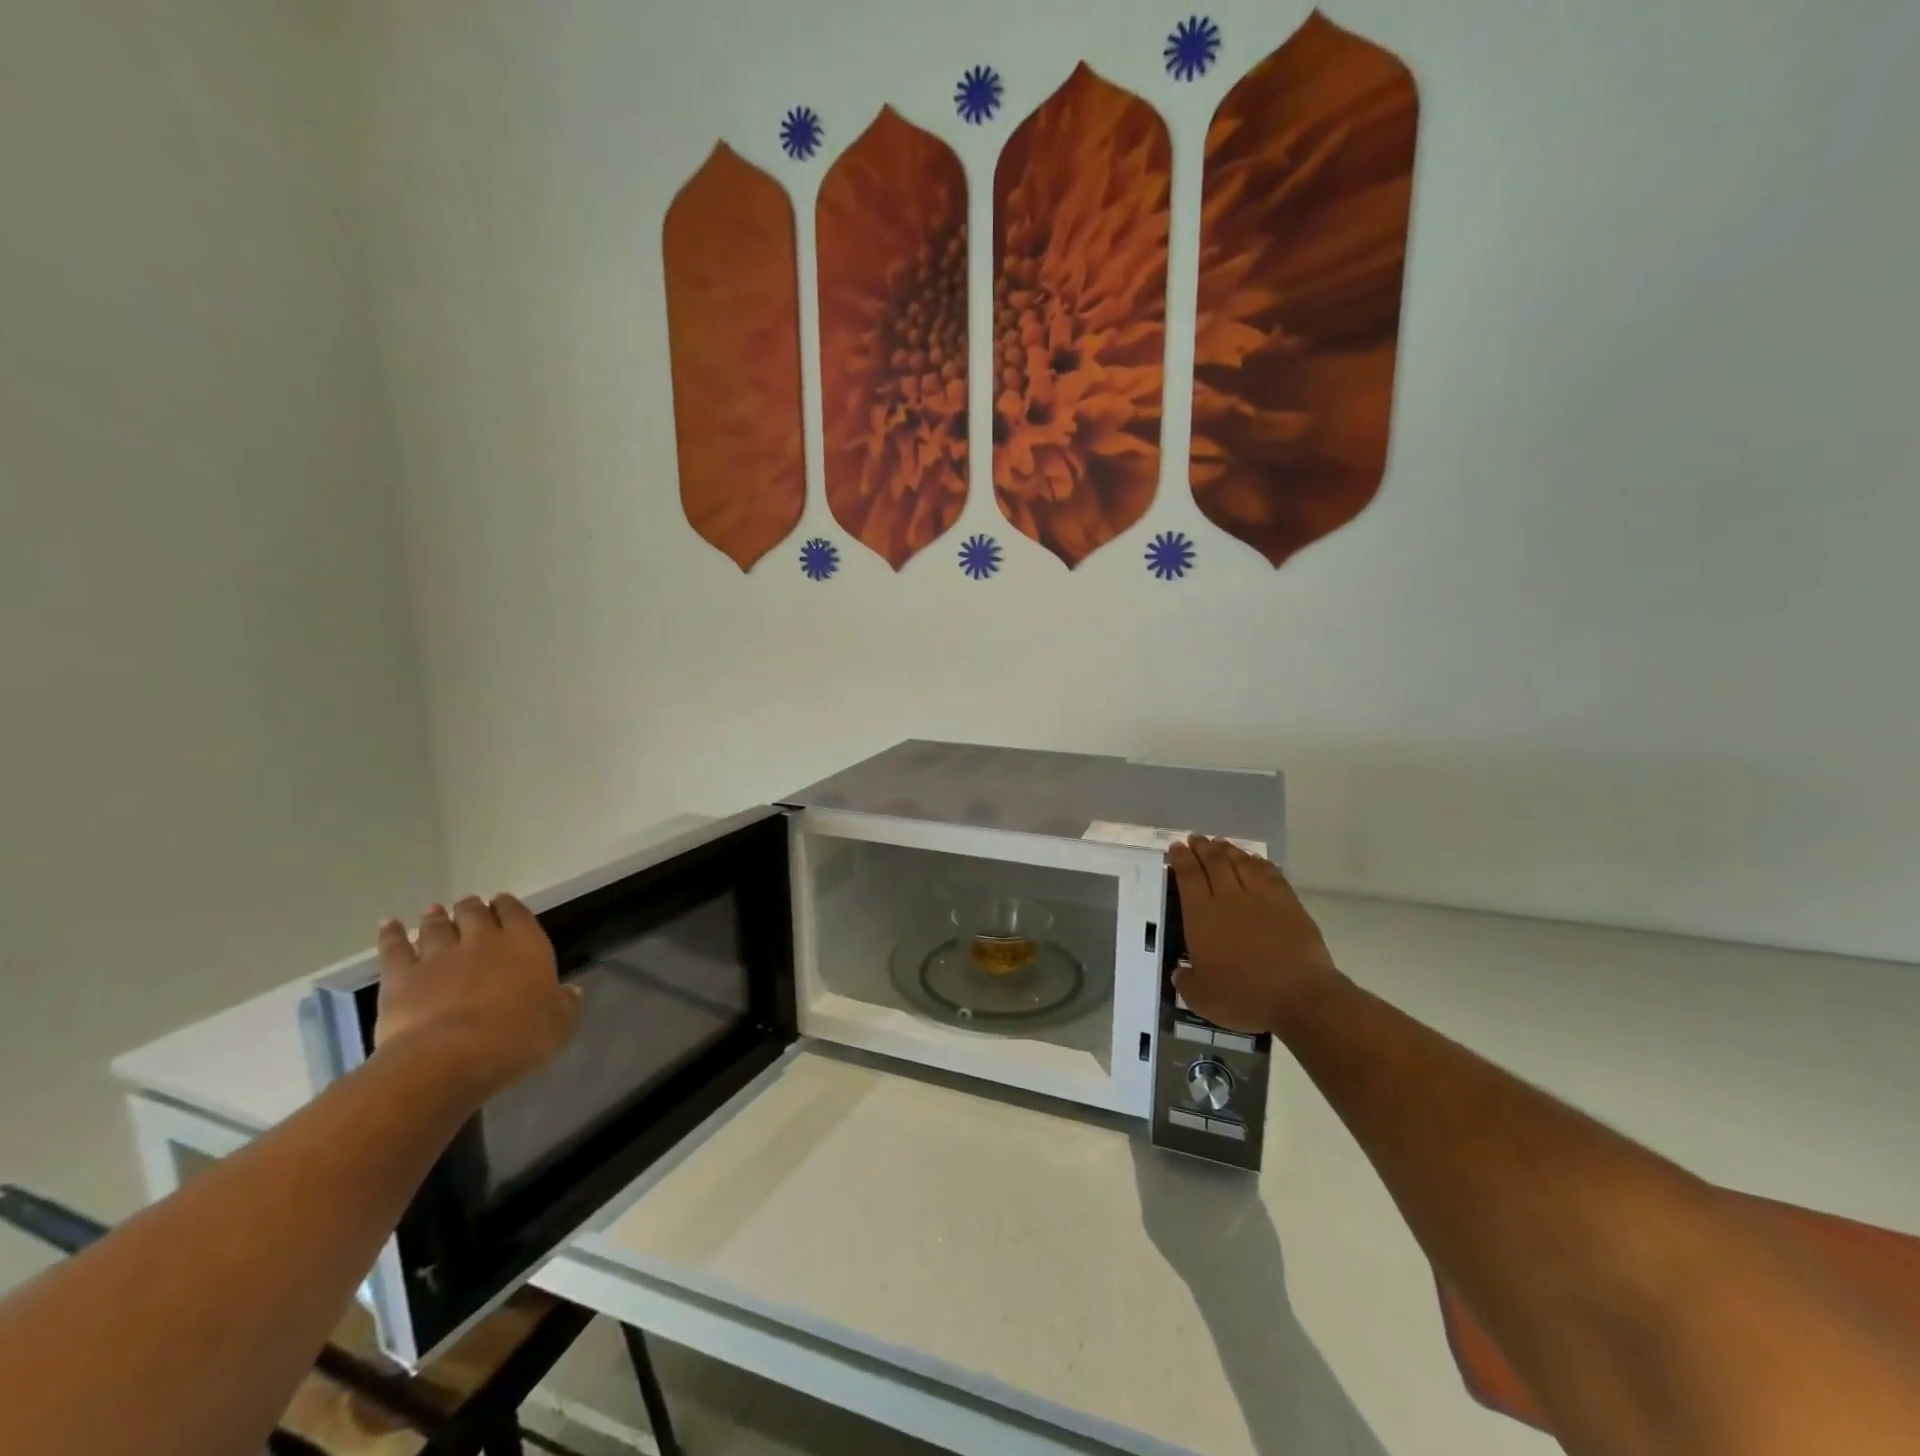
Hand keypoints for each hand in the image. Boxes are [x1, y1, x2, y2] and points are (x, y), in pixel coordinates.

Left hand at [373, 895, 580, 1099]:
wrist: (447, 1059)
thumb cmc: (516, 1039)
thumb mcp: (559, 1025)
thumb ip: (565, 1004)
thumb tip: (571, 991)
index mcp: (525, 945)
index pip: (517, 914)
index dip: (509, 906)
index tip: (503, 902)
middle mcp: (483, 941)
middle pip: (475, 914)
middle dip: (472, 907)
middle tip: (469, 904)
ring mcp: (439, 957)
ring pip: (437, 927)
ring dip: (436, 917)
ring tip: (433, 910)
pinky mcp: (401, 977)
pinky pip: (394, 948)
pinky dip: (391, 935)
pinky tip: (389, 925)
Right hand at [1168, 836, 1340, 1033]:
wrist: (1300, 996)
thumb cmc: (1244, 997)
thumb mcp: (1202, 999)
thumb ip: (1186, 982)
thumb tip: (1180, 973)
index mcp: (1201, 916)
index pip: (1188, 877)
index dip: (1181, 859)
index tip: (1176, 847)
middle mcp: (1228, 898)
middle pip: (1214, 862)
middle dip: (1203, 848)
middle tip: (1196, 839)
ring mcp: (1261, 897)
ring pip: (1241, 863)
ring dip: (1229, 850)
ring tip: (1221, 844)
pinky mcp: (1288, 903)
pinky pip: (1270, 873)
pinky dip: (1260, 863)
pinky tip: (1256, 860)